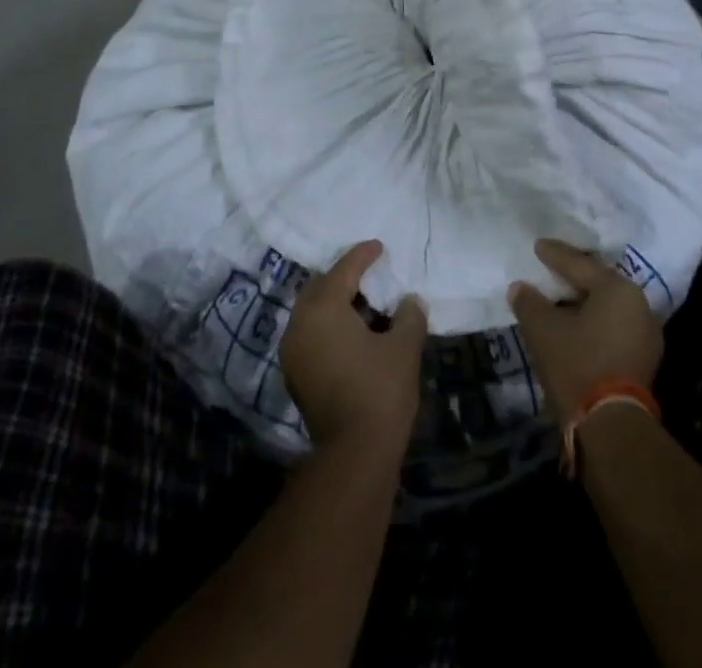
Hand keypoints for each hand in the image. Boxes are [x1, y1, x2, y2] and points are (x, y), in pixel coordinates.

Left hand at [282, 240, 425, 456]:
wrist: (354, 455)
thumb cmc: (380, 391)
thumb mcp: (404, 347)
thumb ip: (408, 315)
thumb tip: (409, 301)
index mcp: (322, 308)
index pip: (343, 270)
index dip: (363, 255)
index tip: (379, 246)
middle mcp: (299, 323)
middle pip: (320, 287)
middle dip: (344, 277)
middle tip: (370, 276)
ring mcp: (292, 351)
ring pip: (312, 312)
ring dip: (335, 303)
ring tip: (364, 306)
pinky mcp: (295, 375)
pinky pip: (310, 334)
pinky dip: (328, 326)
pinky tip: (352, 335)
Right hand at [508, 239, 662, 422]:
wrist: (611, 425)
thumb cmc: (577, 364)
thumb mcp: (543, 329)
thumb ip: (529, 302)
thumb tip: (519, 288)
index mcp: (618, 289)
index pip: (581, 264)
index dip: (555, 254)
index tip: (538, 246)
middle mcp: (639, 305)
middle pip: (598, 283)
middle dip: (573, 277)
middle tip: (551, 268)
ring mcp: (646, 335)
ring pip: (608, 307)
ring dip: (584, 303)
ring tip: (560, 298)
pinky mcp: (644, 360)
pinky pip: (614, 327)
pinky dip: (594, 323)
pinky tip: (575, 326)